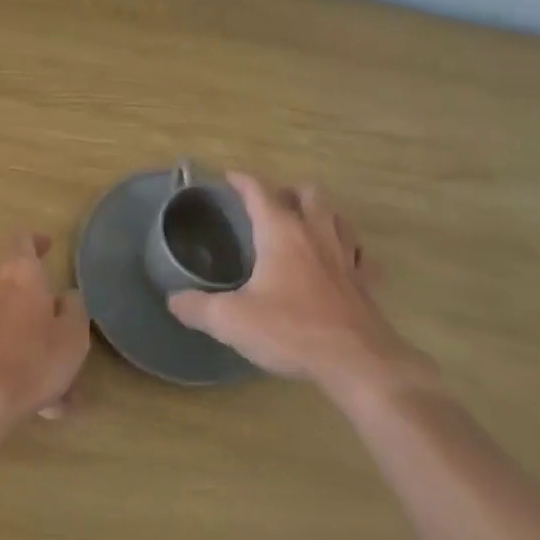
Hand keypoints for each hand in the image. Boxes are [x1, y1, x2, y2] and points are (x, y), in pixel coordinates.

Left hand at [0, 233, 90, 427]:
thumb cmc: (33, 358)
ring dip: (30, 339)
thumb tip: (65, 297)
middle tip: (59, 321)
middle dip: (37, 300)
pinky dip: (20, 365)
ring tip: (59, 380)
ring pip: (9, 320)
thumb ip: (74, 308)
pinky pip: (0, 348)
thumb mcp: (72, 334)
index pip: (21, 239)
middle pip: (13, 281)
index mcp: (20, 272)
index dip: (35, 240)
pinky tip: (42, 403)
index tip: (48, 246)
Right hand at [168, 173, 434, 394]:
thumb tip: (173, 299)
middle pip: (307, 194)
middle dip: (288, 191)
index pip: (259, 192)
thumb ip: (197, 307)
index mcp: (281, 233)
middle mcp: (315, 234)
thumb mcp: (231, 321)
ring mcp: (346, 257)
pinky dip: (348, 251)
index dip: (242, 181)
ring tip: (305, 225)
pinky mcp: (365, 283)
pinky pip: (360, 255)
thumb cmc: (290, 330)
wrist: (356, 362)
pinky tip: (340, 263)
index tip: (229, 177)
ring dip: (321, 214)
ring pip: (337, 218)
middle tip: (271, 205)